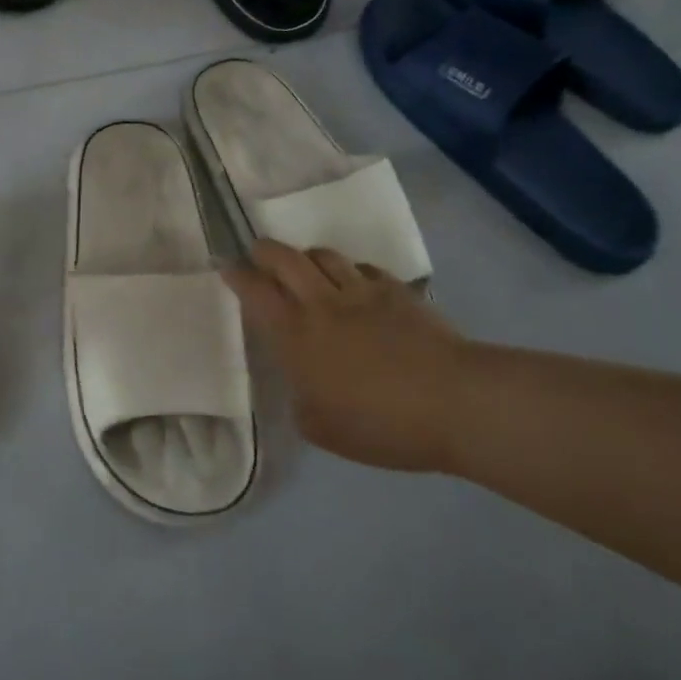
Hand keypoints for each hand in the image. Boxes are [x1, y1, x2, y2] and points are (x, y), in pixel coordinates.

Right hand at [224, 241, 474, 473]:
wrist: (453, 402)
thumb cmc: (380, 424)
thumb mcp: (321, 428)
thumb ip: (300, 399)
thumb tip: (301, 383)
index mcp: (295, 335)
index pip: (255, 291)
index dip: (237, 275)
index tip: (226, 266)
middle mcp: (321, 303)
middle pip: (284, 257)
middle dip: (264, 251)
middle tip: (258, 255)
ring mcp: (361, 291)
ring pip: (324, 255)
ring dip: (307, 257)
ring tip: (307, 269)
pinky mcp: (396, 291)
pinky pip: (363, 268)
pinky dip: (350, 272)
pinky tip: (356, 286)